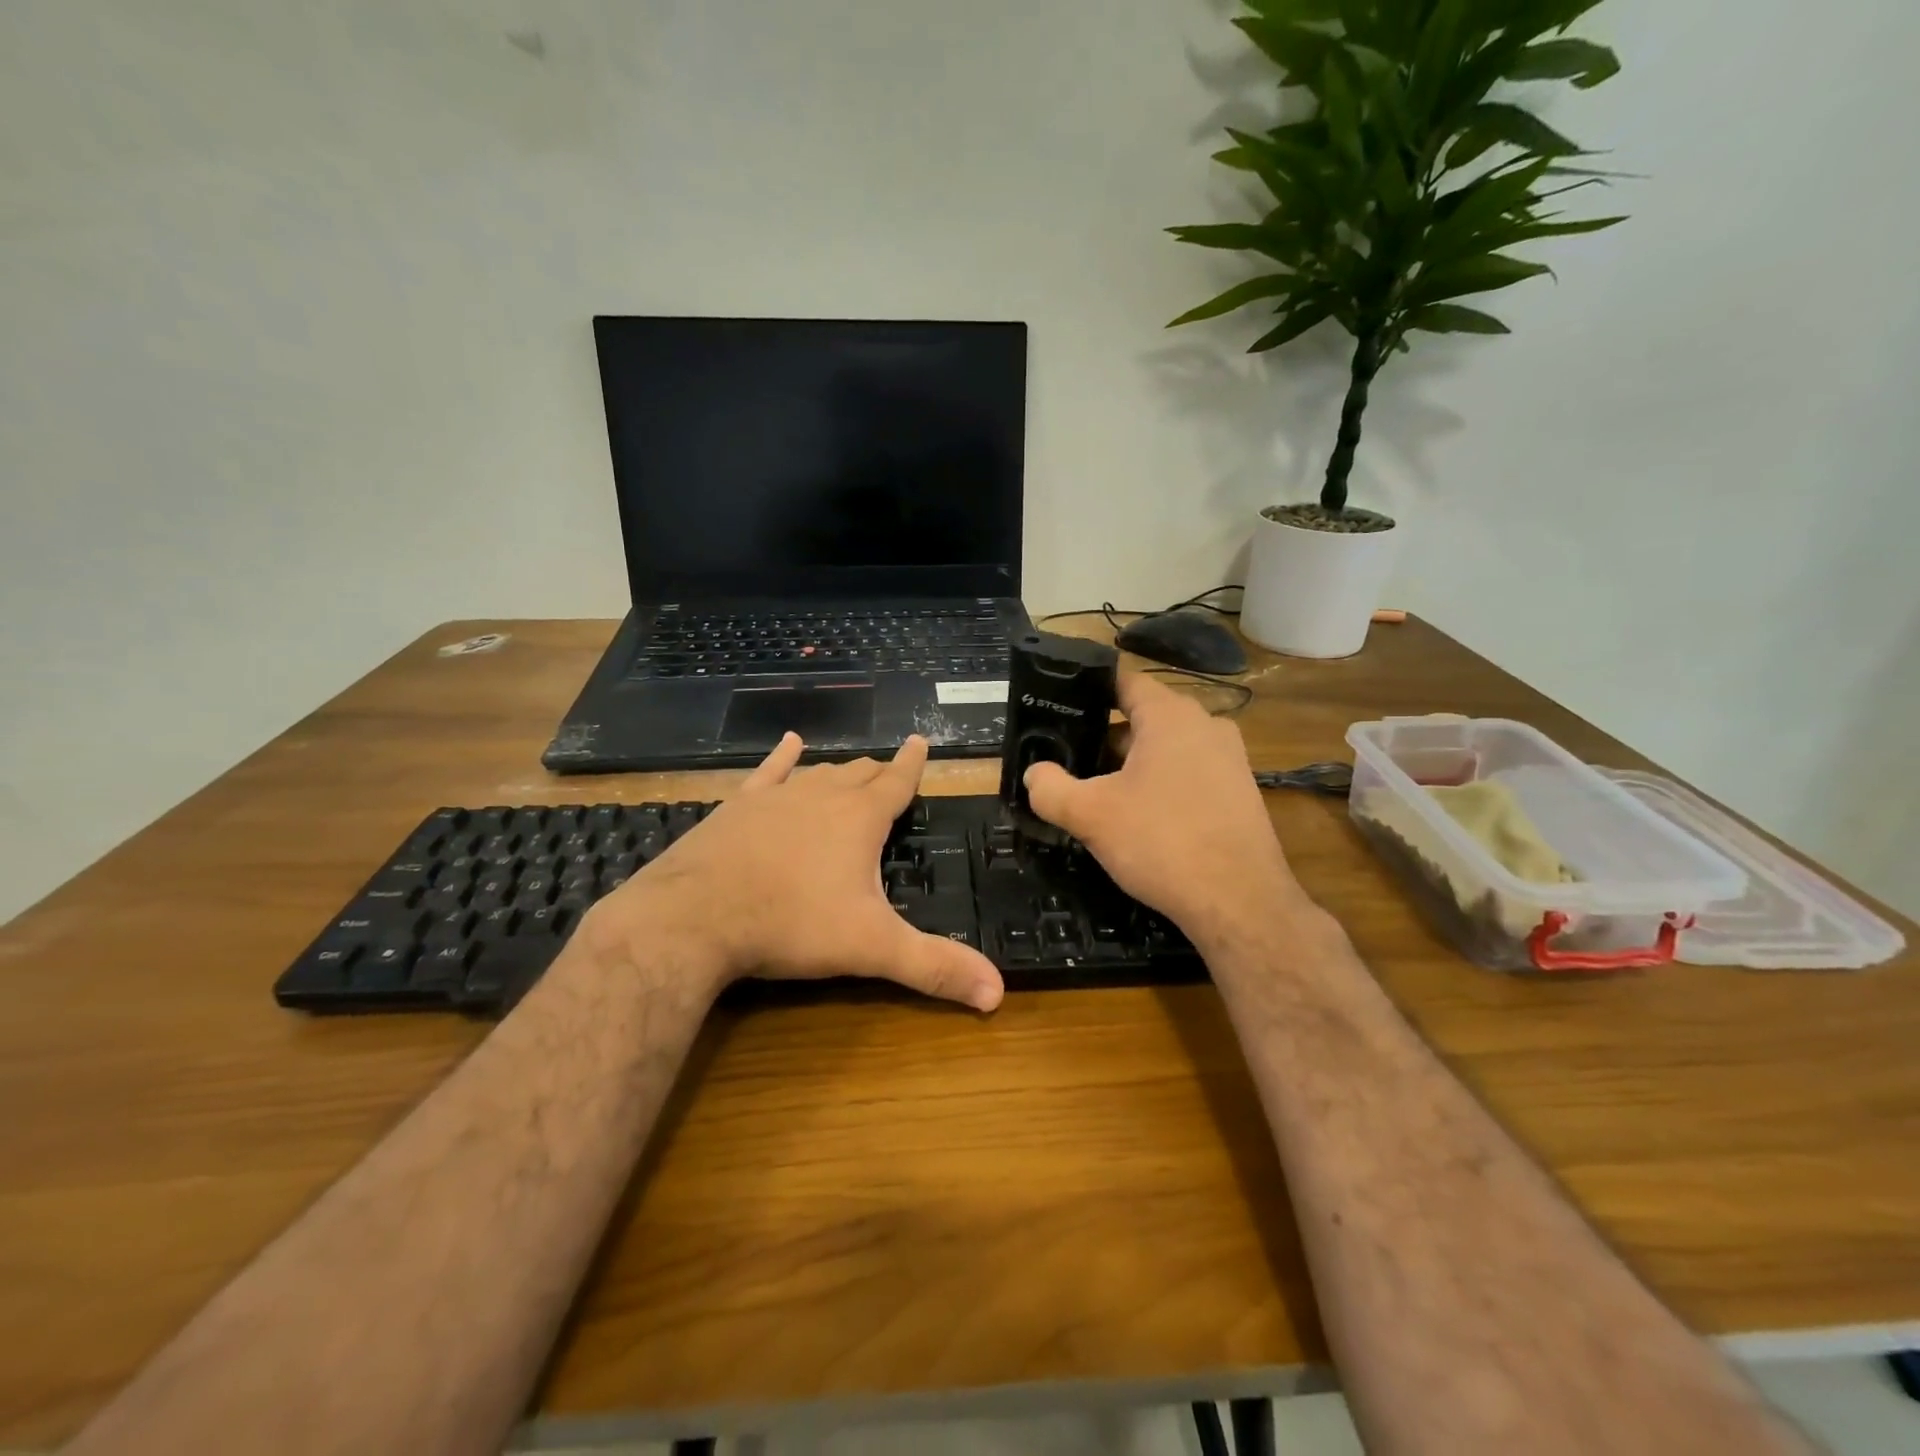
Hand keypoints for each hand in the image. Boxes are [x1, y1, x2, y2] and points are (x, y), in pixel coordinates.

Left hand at [592, 734, 1004, 1011]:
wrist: (696, 917)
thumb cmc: (792, 924)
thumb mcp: (872, 948)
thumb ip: (934, 967)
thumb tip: (998, 995)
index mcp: (860, 818)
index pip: (897, 781)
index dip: (913, 763)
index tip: (921, 740)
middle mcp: (822, 795)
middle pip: (859, 774)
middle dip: (879, 773)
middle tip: (890, 774)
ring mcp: (777, 796)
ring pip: (819, 773)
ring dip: (839, 772)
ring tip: (852, 770)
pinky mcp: (738, 806)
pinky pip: (767, 772)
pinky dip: (782, 757)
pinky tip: (789, 742)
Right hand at [1022, 672, 1303, 941]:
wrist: (1240, 903)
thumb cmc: (1162, 843)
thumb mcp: (1091, 815)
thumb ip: (1051, 788)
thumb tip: (1034, 774)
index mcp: (1170, 715)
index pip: (1122, 681)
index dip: (1086, 691)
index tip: (1056, 708)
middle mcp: (1206, 725)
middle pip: (1142, 718)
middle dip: (1103, 739)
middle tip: (1068, 763)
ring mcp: (1229, 759)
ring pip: (1165, 749)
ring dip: (1131, 766)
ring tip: (1098, 795)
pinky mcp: (1240, 792)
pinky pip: (1188, 774)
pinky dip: (1160, 786)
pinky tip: (1140, 821)